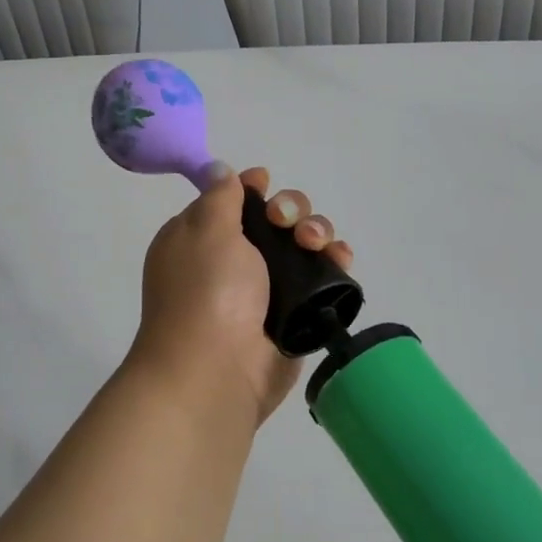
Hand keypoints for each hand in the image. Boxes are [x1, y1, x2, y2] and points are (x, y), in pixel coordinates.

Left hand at [126, 166, 353, 425]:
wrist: (216, 371)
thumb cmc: (206, 292)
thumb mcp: (206, 230)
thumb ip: (221, 196)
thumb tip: (220, 170)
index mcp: (201, 238)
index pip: (232, 201)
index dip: (253, 189)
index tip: (264, 185)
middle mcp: (232, 261)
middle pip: (274, 219)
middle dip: (290, 210)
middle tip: (286, 223)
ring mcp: (265, 288)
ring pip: (302, 245)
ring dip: (317, 232)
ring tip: (317, 244)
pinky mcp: (295, 313)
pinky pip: (320, 278)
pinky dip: (334, 263)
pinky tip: (340, 259)